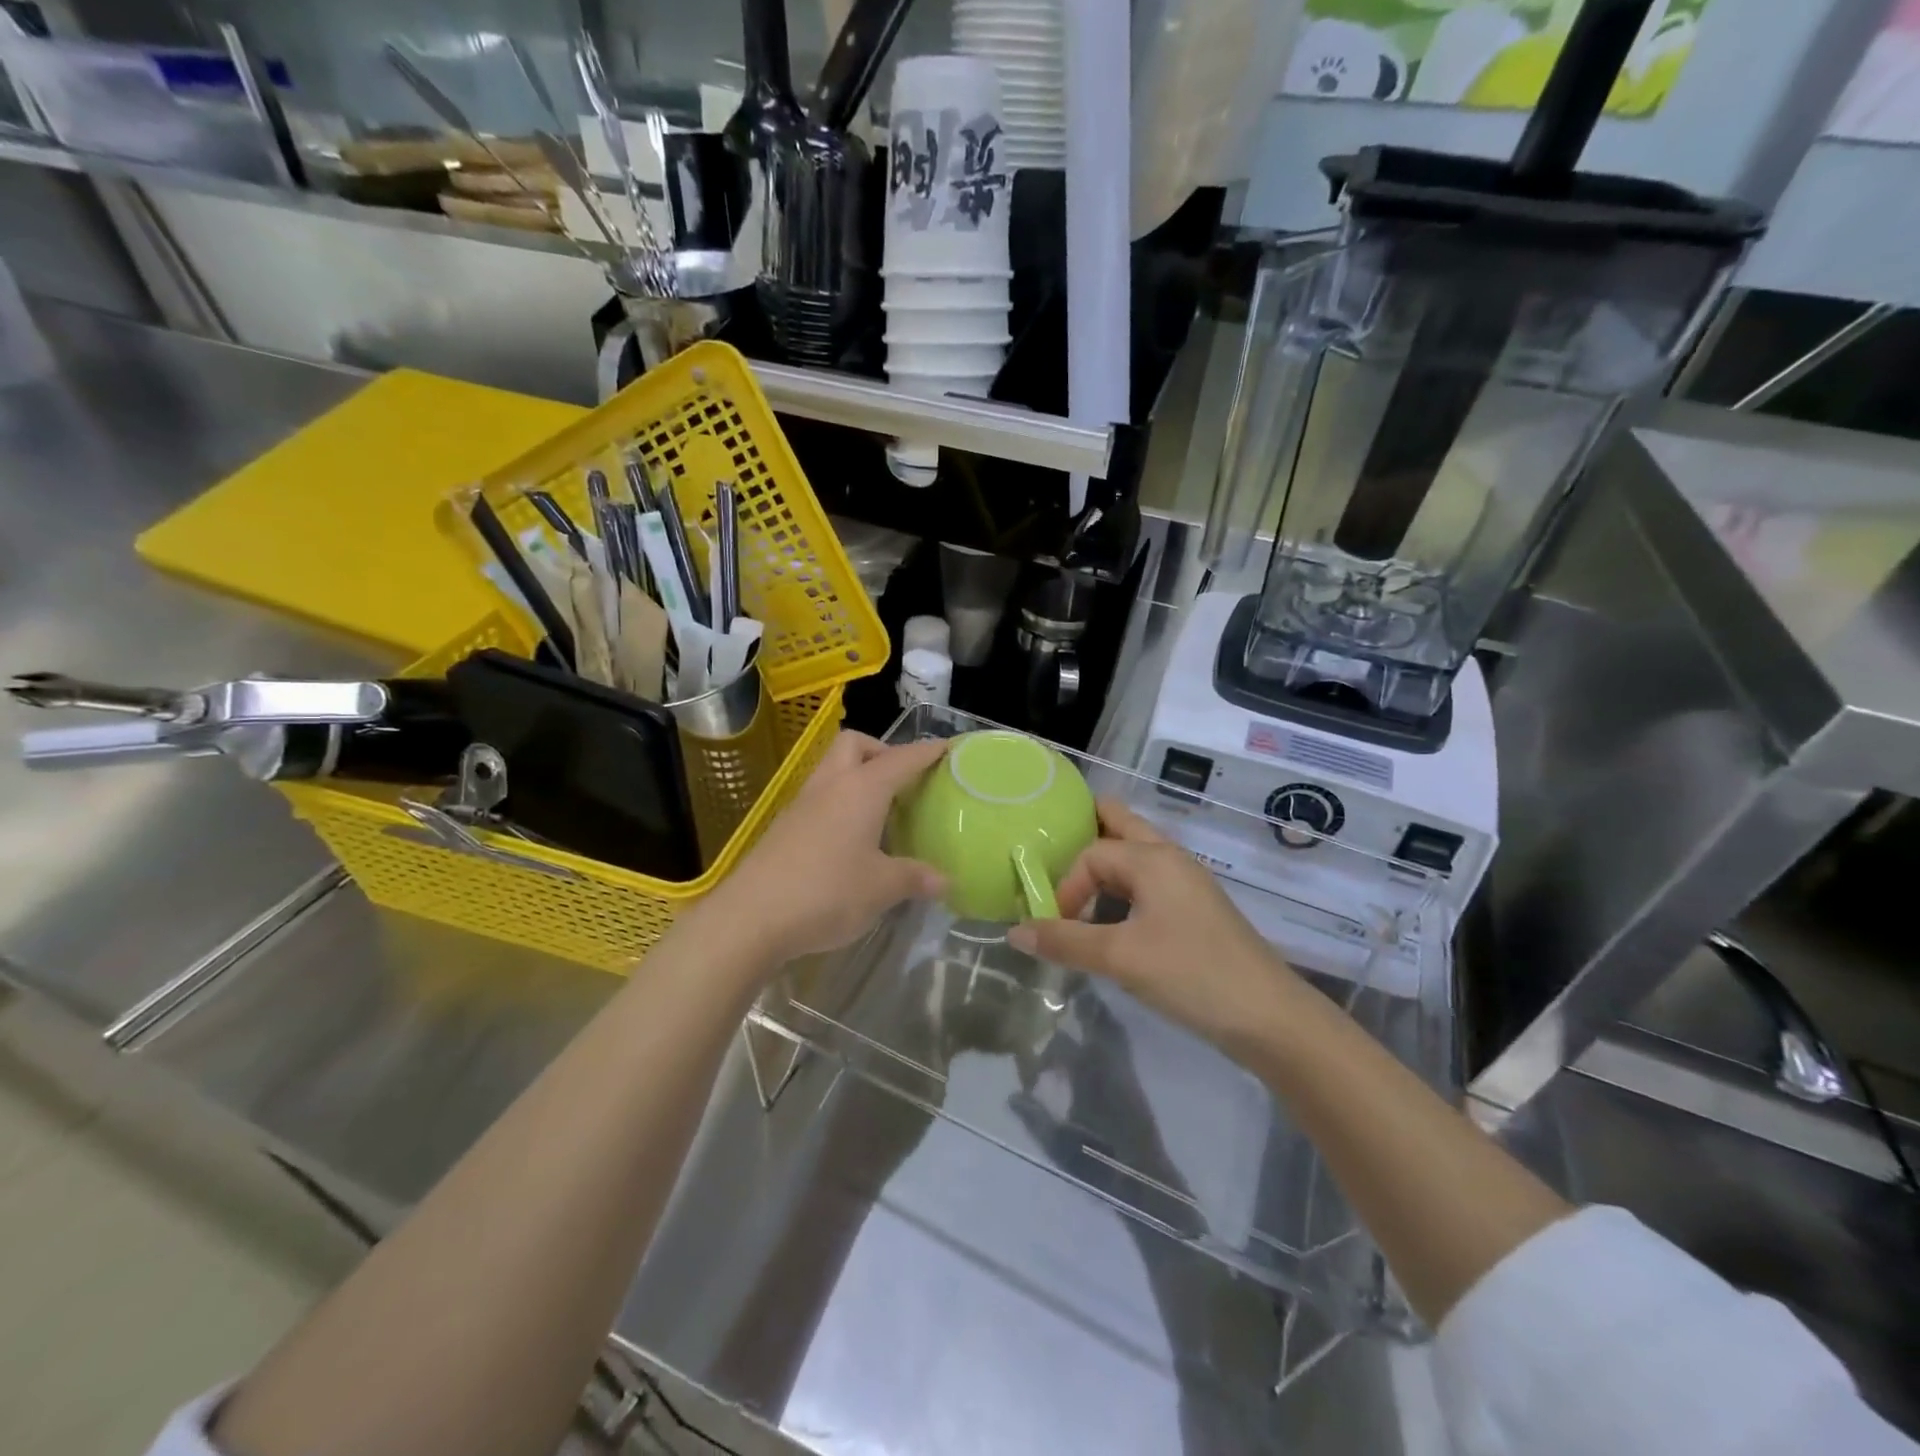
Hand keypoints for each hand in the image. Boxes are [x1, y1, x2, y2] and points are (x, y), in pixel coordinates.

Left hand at [699, 731, 947, 964]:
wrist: (750, 918)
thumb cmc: (826, 893)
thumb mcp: (881, 888)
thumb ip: (914, 878)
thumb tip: (943, 880)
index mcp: (861, 789)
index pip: (902, 759)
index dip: (928, 751)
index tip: (948, 748)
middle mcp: (831, 785)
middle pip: (855, 744)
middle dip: (882, 751)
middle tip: (904, 781)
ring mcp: (802, 804)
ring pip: (832, 769)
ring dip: (858, 776)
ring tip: (882, 811)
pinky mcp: (784, 827)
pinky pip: (820, 798)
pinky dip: (840, 803)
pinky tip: (852, 839)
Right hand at [1008, 799, 1306, 1054]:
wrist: (1269, 1017)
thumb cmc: (1191, 975)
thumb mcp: (1120, 958)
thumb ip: (1065, 942)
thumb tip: (1014, 932)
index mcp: (1153, 858)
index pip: (1092, 853)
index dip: (1066, 885)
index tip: (1056, 925)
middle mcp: (1170, 859)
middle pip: (1121, 826)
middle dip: (1085, 831)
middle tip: (1051, 852)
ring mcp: (1187, 883)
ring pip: (1136, 855)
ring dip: (1105, 865)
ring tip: (1074, 891)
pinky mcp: (1195, 910)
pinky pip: (1149, 882)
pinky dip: (1123, 888)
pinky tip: (1112, 919)